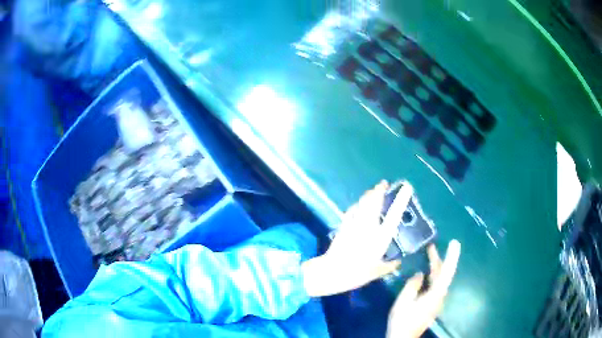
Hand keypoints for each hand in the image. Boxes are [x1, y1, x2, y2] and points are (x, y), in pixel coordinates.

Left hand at [301, 181, 412, 296]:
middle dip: (379, 190)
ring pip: (362, 203)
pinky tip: (358, 204)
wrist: (332, 271)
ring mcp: (354, 224)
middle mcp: (369, 226)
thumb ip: (389, 266)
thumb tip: (398, 262)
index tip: (406, 187)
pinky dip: (357, 205)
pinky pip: (351, 210)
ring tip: (373, 190)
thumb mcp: (377, 272)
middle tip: (383, 184)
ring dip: (368, 194)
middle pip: (374, 202)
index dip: (401, 199)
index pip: (394, 214)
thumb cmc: (357, 273)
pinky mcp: (343, 226)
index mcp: (381, 237)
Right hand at [387, 240, 460, 337]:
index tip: (455, 242)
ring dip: (434, 267)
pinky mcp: (432, 304)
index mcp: (435, 294)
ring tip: (428, 255)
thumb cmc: (402, 320)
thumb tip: (420, 274)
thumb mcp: (403, 302)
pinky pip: (435, 286)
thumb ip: (412, 285)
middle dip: (439, 259)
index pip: (447, 272)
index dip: (451, 256)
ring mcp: (436, 301)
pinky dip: (431, 276)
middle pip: (443, 275)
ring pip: (439, 280)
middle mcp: (440, 296)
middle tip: (431, 245)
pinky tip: (425, 273)